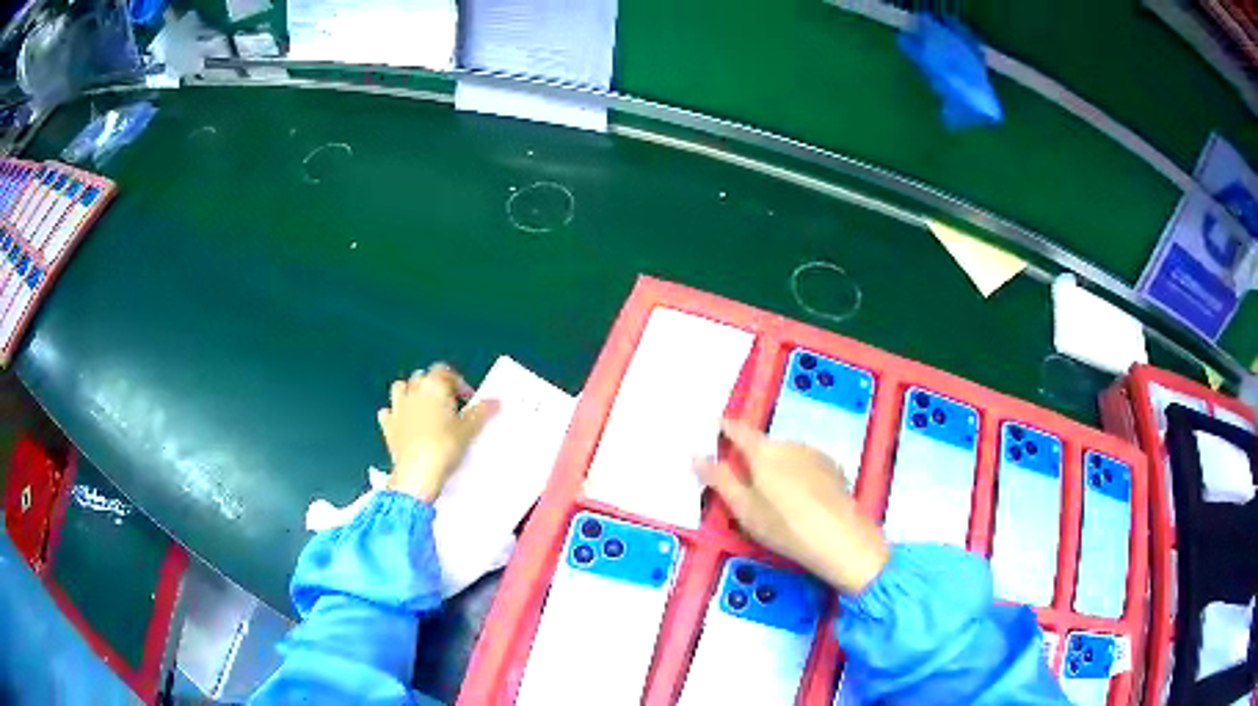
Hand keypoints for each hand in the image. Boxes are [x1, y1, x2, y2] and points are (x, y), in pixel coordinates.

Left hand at [378, 363, 499, 502]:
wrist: (417, 472)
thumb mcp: (469, 430)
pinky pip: (387, 412)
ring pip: (400, 387)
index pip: (445, 371)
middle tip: (448, 405)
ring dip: (410, 393)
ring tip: (423, 409)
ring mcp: (397, 407)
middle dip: (434, 386)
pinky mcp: (387, 425)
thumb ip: (481, 412)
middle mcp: (413, 390)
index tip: (467, 400)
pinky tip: (403, 424)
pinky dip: (394, 414)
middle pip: (422, 376)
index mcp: (434, 386)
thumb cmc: (445, 446)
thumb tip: (496, 401)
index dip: (457, 382)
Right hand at [696, 419, 888, 593]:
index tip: (712, 427)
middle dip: (751, 459)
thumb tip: (696, 455)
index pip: (737, 430)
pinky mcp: (833, 468)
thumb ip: (719, 479)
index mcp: (763, 451)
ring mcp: (815, 454)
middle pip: (763, 446)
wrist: (840, 537)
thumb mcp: (743, 509)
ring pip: (786, 456)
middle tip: (744, 485)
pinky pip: (806, 465)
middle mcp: (790, 444)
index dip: (723, 428)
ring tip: (775, 500)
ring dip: (776, 469)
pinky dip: (797, 476)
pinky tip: (800, 501)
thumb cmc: (784, 525)